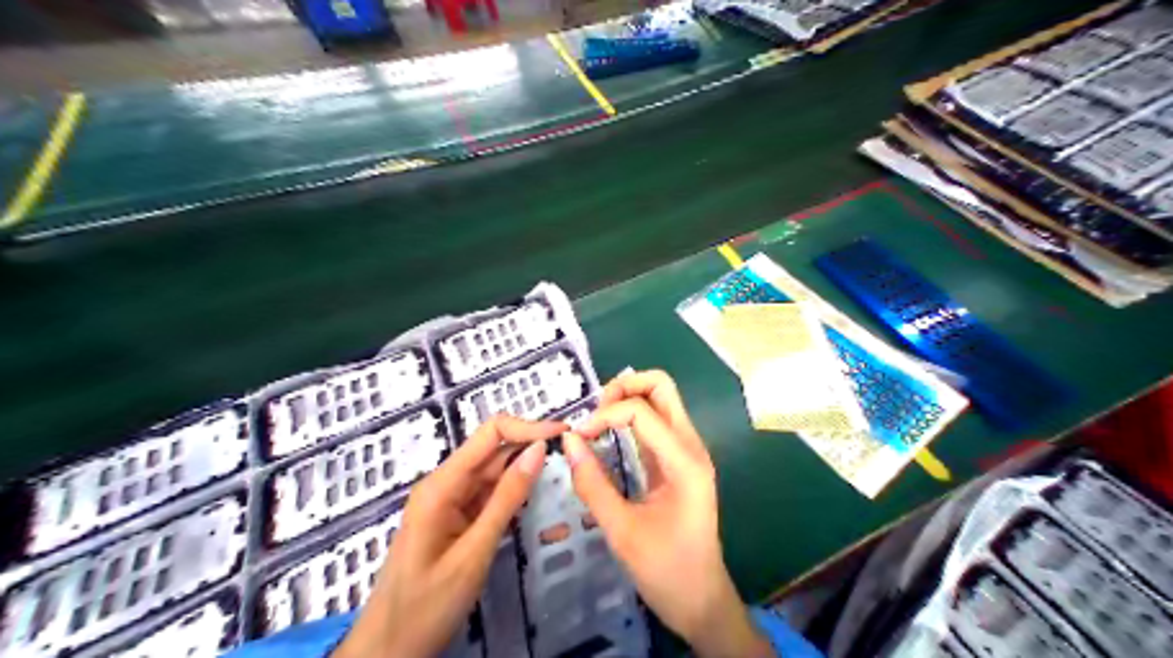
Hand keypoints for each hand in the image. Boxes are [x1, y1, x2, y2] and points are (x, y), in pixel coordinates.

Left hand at [332, 416, 565, 657]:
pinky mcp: (456, 519)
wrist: (388, 650)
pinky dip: (514, 493)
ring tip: (562, 469)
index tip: (564, 433)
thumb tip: (538, 450)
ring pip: (493, 473)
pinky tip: (537, 494)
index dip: (527, 427)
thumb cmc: (427, 605)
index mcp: (442, 484)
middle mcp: (445, 484)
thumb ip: (507, 498)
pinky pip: (488, 495)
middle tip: (572, 453)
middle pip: (493, 450)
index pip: (489, 434)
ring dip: (525, 469)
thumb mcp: (474, 552)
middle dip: (531, 446)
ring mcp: (450, 501)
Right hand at [565, 370, 776, 657]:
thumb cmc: (666, 570)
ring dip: (627, 399)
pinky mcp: (679, 460)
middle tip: (594, 413)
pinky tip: (609, 434)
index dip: (604, 415)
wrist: (702, 601)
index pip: (641, 410)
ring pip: (661, 399)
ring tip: (598, 422)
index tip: (578, 437)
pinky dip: (631, 417)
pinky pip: (657, 422)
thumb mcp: (621, 531)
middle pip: (661, 386)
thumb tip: (568, 441)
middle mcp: (691, 446)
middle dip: (624, 388)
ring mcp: (688, 451)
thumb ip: (592, 483)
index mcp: (684, 461)